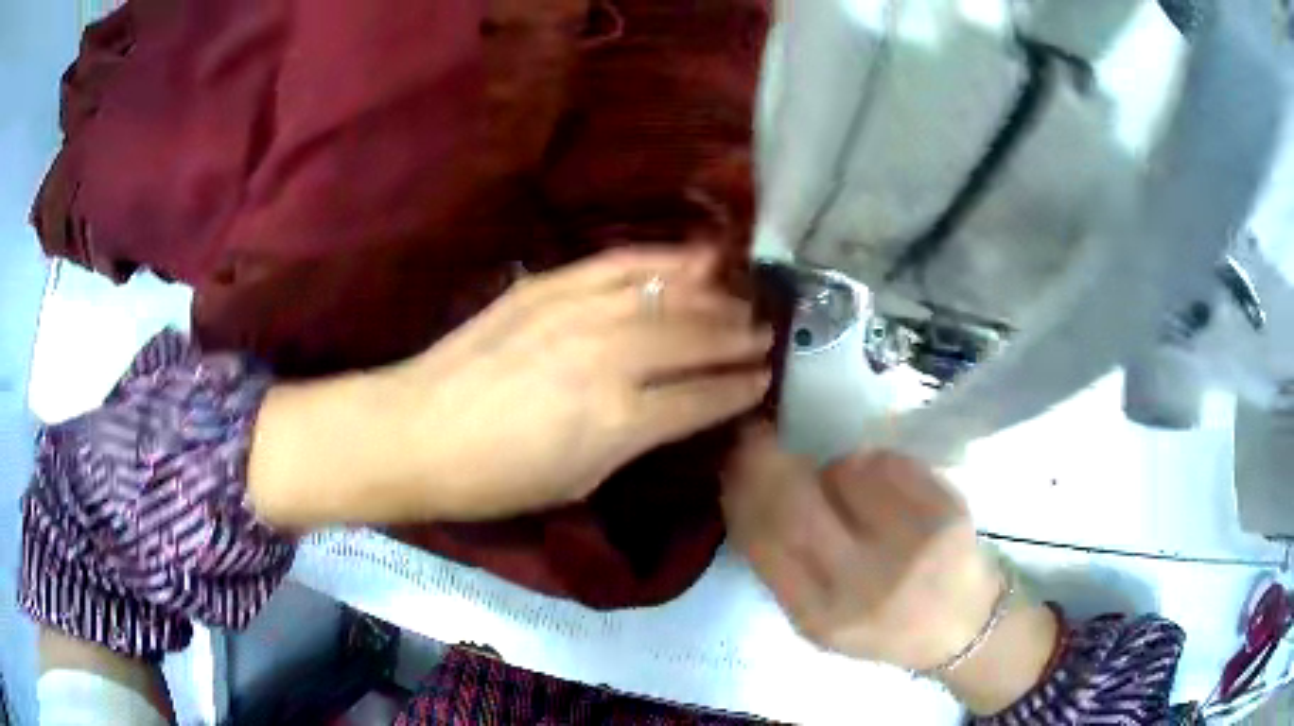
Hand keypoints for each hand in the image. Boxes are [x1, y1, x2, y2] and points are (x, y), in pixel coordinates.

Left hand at [250, 247, 771, 525]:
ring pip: (665, 297)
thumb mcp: (580, 481)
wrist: (417, 431)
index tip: (765, 379)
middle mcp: (607, 359)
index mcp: (617, 423)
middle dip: (738, 337)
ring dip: (712, 299)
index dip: (739, 388)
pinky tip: (692, 260)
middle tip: (766, 333)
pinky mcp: (548, 287)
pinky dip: (663, 260)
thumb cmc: (496, 479)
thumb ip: (639, 439)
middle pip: (694, 338)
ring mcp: (576, 314)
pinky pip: (620, 264)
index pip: (702, 398)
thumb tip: (683, 409)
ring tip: (740, 300)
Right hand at [722, 425, 1058, 713]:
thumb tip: (745, 491)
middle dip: (767, 460)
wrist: (962, 627)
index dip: (740, 491)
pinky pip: (888, 462)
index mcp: (820, 616)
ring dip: (836, 472)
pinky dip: (876, 466)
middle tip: (758, 438)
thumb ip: (781, 566)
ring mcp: (910, 545)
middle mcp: (863, 584)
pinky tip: (887, 490)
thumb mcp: (817, 619)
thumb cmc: (883, 626)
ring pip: (844, 471)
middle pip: (795, 500)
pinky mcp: (946, 512)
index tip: (730, 461)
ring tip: (852, 494)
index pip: (762, 540)